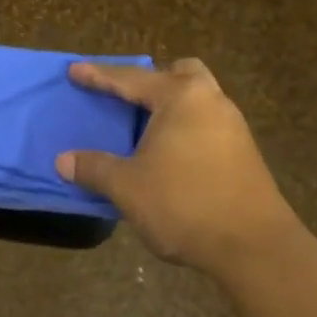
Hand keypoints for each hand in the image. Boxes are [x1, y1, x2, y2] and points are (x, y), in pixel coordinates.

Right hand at [56, 59, 299, 275]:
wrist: (253, 246)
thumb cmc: (184, 205)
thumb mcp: (128, 187)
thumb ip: (95, 168)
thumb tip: (63, 161)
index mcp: (181, 98)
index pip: (131, 79)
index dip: (99, 77)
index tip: (74, 71)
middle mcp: (211, 101)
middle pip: (179, 74)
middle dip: (152, 81)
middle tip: (127, 99)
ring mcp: (233, 126)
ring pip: (197, 100)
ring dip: (171, 107)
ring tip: (145, 131)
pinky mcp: (244, 152)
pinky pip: (207, 124)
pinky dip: (185, 129)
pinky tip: (170, 157)